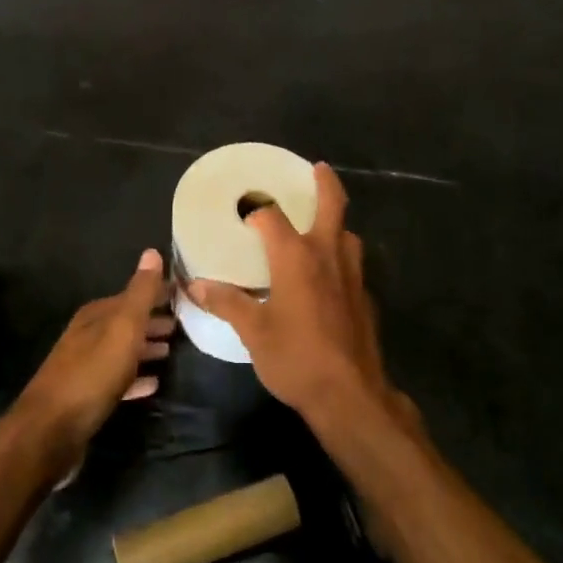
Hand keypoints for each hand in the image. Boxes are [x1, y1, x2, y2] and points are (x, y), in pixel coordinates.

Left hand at [17, 249, 174, 466]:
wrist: (50, 432)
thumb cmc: (92, 374)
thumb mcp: (123, 328)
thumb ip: (140, 293)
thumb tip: (152, 251)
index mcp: (96, 315)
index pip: (132, 295)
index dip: (157, 294)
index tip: (184, 295)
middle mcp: (87, 335)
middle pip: (126, 322)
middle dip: (153, 321)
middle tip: (183, 324)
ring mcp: (84, 366)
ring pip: (122, 350)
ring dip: (145, 348)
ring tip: (171, 351)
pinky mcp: (85, 396)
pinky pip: (118, 379)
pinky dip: (136, 377)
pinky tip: (153, 384)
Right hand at [191, 164, 410, 430]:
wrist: (350, 394)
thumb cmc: (296, 358)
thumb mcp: (253, 332)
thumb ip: (227, 303)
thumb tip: (197, 285)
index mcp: (296, 256)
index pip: (271, 216)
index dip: (257, 210)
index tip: (246, 212)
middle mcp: (328, 254)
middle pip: (333, 204)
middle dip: (325, 182)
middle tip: (318, 169)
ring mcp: (353, 274)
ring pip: (348, 233)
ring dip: (335, 222)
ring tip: (320, 225)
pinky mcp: (365, 296)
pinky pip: (353, 262)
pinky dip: (341, 255)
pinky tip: (329, 276)